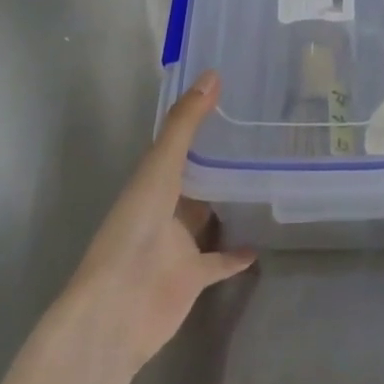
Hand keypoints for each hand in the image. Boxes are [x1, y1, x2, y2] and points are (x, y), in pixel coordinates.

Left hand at [59, 72, 255, 371]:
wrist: (117, 309)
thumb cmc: (134, 230)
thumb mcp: (160, 167)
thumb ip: (185, 124)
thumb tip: (213, 74)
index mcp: (153, 180)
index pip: (179, 143)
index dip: (201, 120)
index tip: (232, 96)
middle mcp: (165, 208)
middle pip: (196, 179)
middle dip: (220, 160)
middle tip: (259, 134)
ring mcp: (179, 244)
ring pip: (208, 217)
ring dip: (230, 203)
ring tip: (266, 178)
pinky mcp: (193, 277)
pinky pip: (220, 260)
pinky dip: (238, 252)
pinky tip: (264, 240)